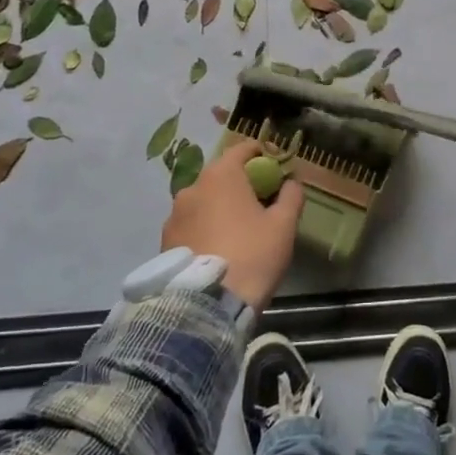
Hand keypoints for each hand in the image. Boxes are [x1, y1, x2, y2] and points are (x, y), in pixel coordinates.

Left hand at [161, 138, 304, 310]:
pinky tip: (217, 249)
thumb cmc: (252, 255)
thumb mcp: (284, 225)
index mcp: (221, 175)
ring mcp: (174, 215)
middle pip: (221, 175)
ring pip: (203, 201)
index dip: (261, 154)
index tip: (275, 168)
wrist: (207, 305)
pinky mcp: (164, 241)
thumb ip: (291, 195)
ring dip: (219, 208)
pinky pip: (190, 225)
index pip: (242, 149)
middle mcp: (192, 187)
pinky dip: (204, 228)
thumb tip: (291, 182)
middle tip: (259, 203)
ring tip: (236, 231)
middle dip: (240, 184)